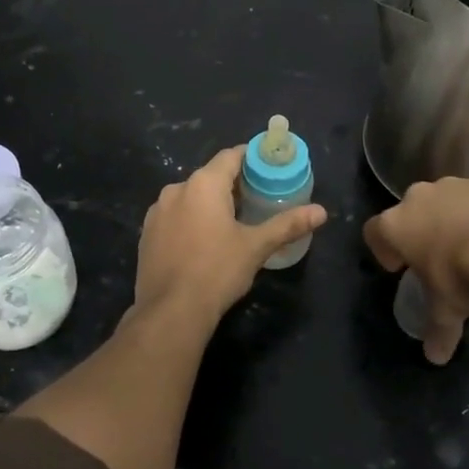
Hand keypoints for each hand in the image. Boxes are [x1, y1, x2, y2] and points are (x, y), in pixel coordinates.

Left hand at [134, 147, 327, 327]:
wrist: (171, 311)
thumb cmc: (217, 271)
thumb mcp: (256, 246)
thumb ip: (287, 225)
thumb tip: (322, 212)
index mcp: (203, 184)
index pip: (230, 156)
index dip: (250, 159)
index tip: (267, 169)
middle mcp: (176, 189)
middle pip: (210, 176)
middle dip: (232, 185)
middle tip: (256, 201)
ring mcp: (157, 212)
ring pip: (190, 197)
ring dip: (209, 204)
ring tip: (231, 223)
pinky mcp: (147, 233)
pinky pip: (174, 216)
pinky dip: (190, 220)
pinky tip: (203, 243)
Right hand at [364, 178, 468, 363]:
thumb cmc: (460, 275)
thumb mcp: (446, 310)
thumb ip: (438, 330)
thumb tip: (435, 357)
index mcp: (396, 225)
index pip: (374, 231)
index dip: (382, 249)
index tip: (397, 267)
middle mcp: (418, 198)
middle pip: (409, 211)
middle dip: (419, 231)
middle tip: (436, 257)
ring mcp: (452, 186)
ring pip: (443, 201)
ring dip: (450, 219)